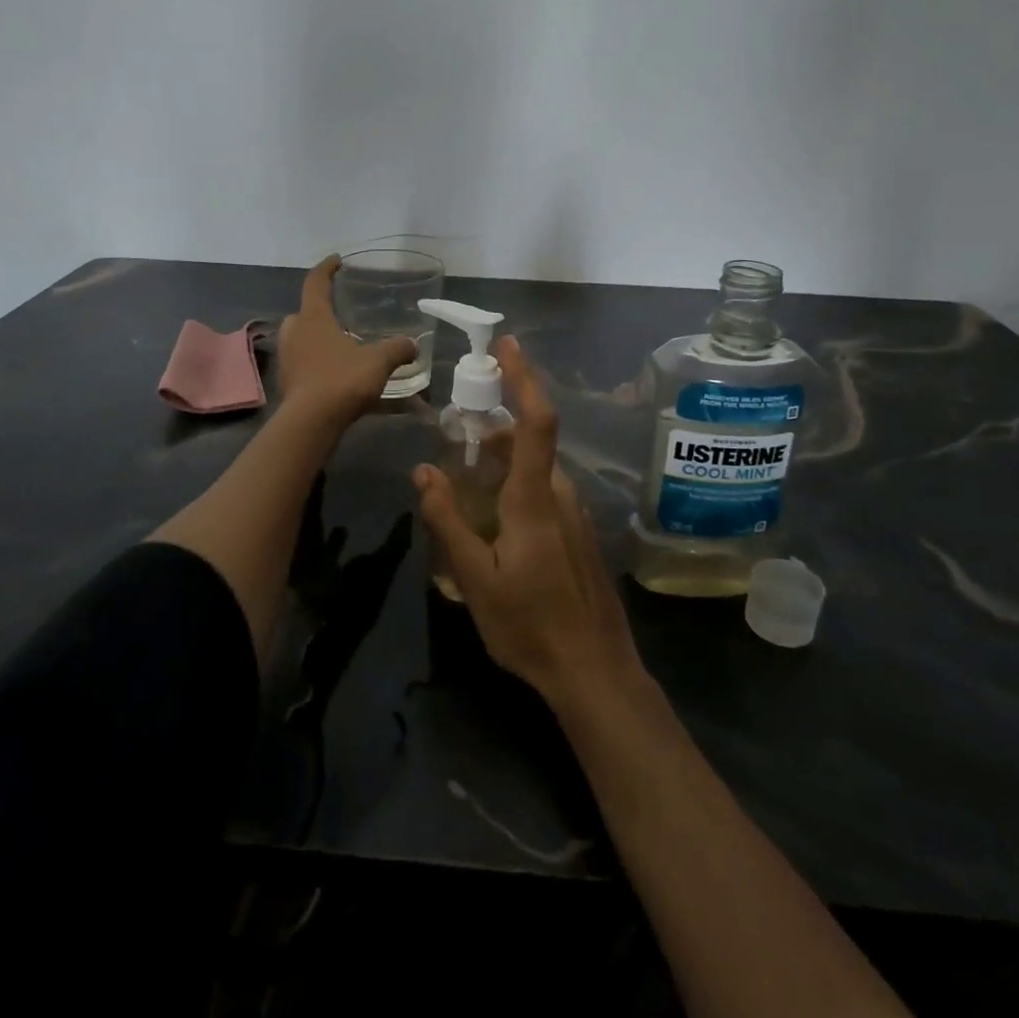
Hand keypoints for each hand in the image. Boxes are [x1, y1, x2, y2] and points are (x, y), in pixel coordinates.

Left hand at [277, 256, 418, 427]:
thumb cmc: (341, 380)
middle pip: (304, 313)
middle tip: (339, 314)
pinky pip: (303, 363)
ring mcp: (287, 359)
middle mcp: (294, 333)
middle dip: (319, 310)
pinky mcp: (288, 382)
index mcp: (313, 318)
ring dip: (317, 338)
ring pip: (301, 339)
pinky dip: (317, 362)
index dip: (326, 268)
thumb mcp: (377, 361)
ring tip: (342, 345)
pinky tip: (337, 373)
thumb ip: (397, 349)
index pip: (316, 282)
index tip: (337, 260)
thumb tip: (413, 345)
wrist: (310, 423)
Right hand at [414, 335, 645, 711]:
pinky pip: (544, 493)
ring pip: (534, 470)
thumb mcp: (474, 578)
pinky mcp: (578, 534)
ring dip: (501, 463)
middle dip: (492, 431)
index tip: (508, 345)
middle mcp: (560, 495)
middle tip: (454, 442)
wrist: (594, 672)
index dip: (524, 378)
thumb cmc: (529, 626)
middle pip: (527, 444)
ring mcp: (574, 515)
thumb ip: (447, 520)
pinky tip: (493, 523)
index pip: (535, 422)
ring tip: (465, 487)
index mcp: (535, 499)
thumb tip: (423, 470)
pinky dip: (515, 486)